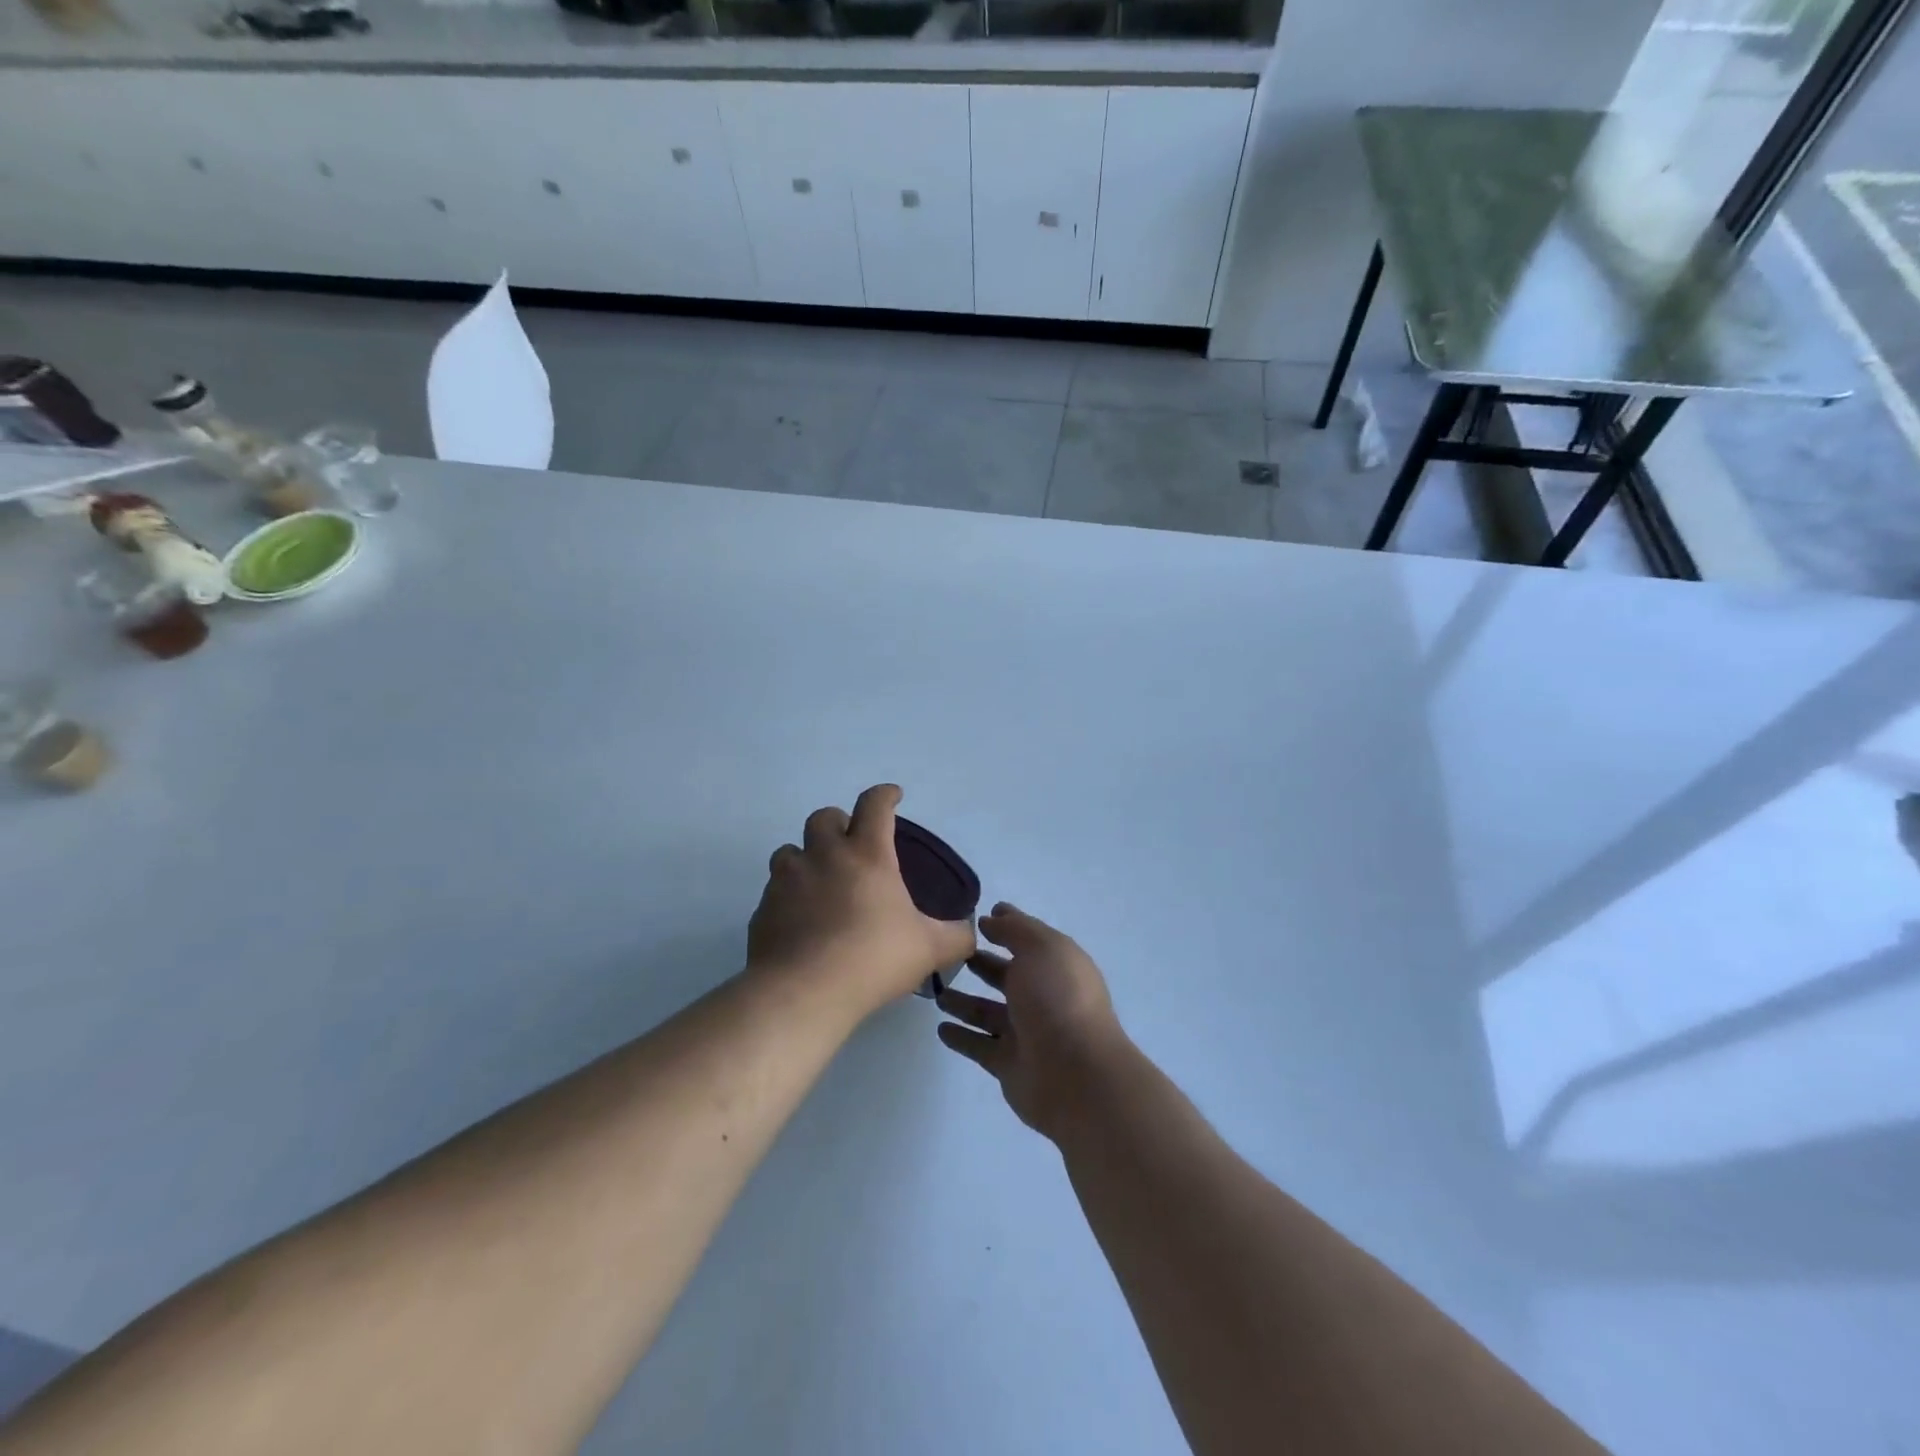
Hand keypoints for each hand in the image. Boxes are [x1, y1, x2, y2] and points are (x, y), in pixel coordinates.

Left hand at [748, 785, 975, 1018]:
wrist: (803, 992)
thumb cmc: (873, 958)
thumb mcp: (929, 949)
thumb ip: (956, 936)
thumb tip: (969, 932)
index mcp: (867, 855)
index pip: (875, 805)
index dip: (885, 795)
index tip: (892, 796)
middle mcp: (823, 856)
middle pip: (823, 817)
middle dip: (838, 823)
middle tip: (850, 844)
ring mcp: (787, 880)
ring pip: (789, 851)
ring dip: (805, 858)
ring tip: (820, 882)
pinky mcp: (763, 909)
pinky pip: (774, 891)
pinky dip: (788, 897)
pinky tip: (800, 923)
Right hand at [935, 904, 1131, 1139]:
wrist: (1075, 1074)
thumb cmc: (1058, 999)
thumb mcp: (1040, 948)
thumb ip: (1014, 929)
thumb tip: (992, 918)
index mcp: (1056, 965)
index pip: (1028, 939)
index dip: (1007, 925)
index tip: (979, 916)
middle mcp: (1042, 996)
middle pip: (1007, 976)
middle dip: (982, 963)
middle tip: (950, 955)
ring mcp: (1026, 1032)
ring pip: (988, 1011)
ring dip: (964, 1001)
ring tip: (936, 990)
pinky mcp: (1008, 1063)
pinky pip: (979, 1045)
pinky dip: (961, 1037)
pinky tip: (940, 1028)